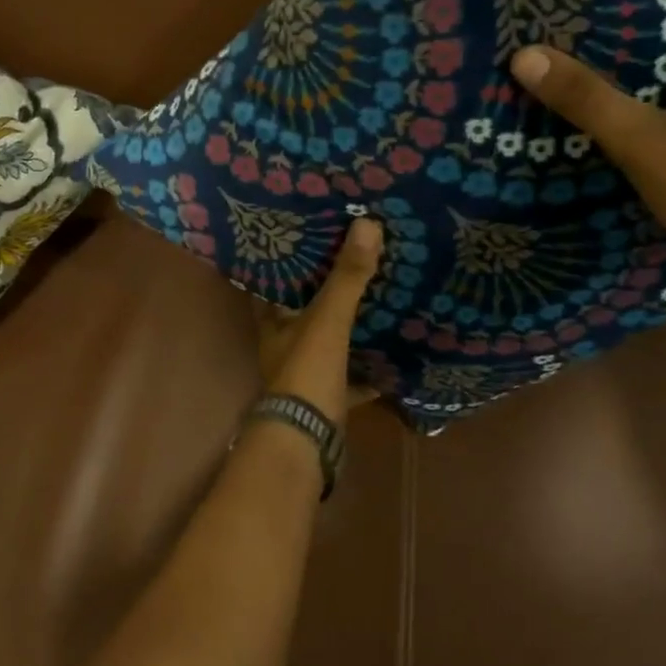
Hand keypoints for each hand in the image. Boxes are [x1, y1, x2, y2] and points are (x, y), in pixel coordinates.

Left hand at [250, 217, 382, 422]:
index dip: (287, 259)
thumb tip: (367, 223)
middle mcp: (284, 344)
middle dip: (324, 289)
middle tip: (353, 258)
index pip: (273, 280)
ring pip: (327, 342)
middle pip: (302, 310)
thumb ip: (347, 276)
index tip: (308, 234)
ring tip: (376, 297)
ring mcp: (305, 373)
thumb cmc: (306, 373)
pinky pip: (350, 377)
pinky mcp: (327, 397)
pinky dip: (368, 370)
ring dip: (346, 326)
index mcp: (273, 321)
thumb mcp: (327, 319)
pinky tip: (392, 356)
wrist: (307, 442)